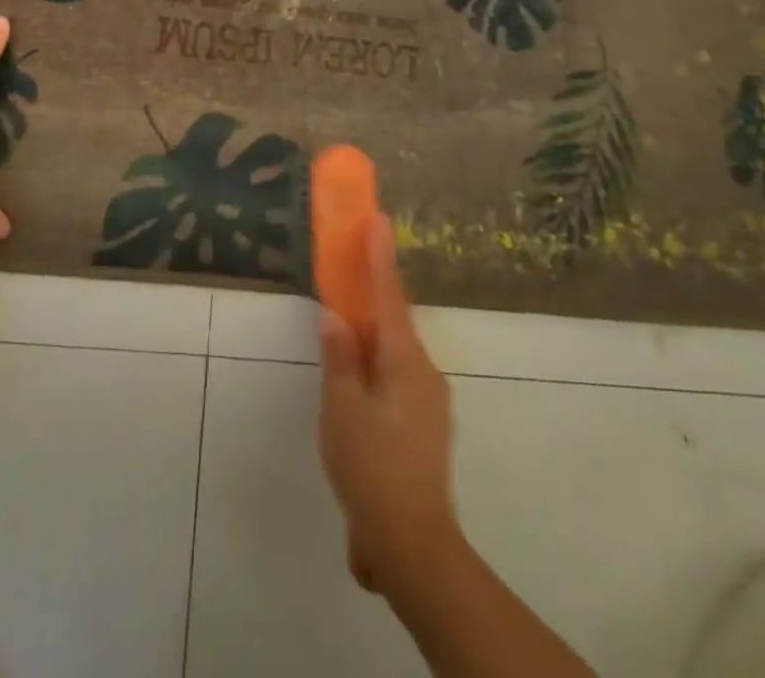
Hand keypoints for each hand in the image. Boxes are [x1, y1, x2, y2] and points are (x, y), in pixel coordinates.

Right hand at [317, 215, 460, 593]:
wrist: (414, 545)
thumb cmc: (373, 468)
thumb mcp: (343, 409)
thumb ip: (339, 358)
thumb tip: (335, 316)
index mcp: (405, 361)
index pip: (389, 296)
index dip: (381, 256)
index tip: (379, 218)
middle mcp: (424, 372)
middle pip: (395, 319)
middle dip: (376, 290)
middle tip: (353, 265)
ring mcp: (429, 401)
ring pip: (396, 350)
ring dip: (374, 330)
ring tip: (347, 323)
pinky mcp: (424, 426)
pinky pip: (397, 375)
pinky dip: (377, 361)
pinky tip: (358, 378)